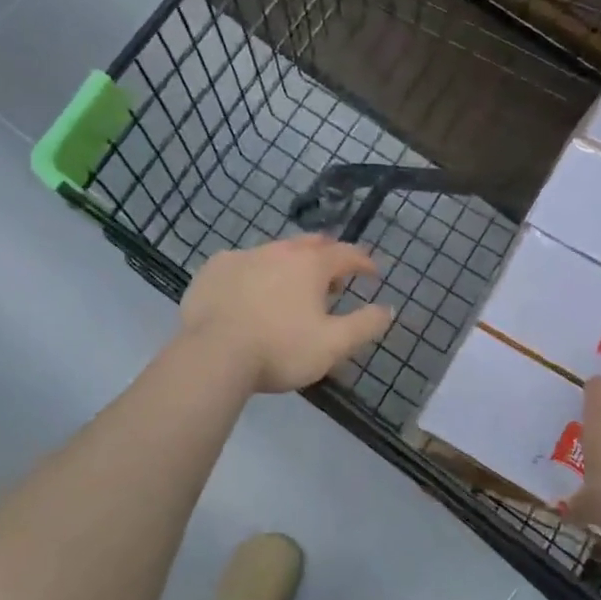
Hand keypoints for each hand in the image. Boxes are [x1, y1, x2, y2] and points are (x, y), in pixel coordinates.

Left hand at [179, 235, 393, 393]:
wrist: (212, 355)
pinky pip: (242, 263)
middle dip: (328, 255)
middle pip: (310, 244)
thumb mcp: (333, 345)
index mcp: (311, 264)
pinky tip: (250, 290)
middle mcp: (278, 250)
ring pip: (274, 251)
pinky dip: (255, 272)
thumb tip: (388, 309)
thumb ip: (365, 325)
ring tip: (292, 285)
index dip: (364, 261)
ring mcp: (243, 256)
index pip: (347, 253)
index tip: (373, 272)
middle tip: (334, 275)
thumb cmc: (280, 349)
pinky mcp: (213, 269)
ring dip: (290, 263)